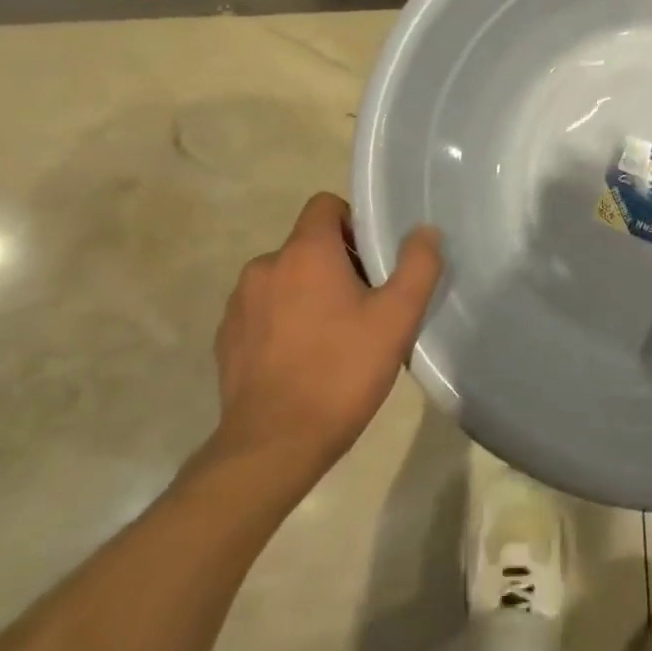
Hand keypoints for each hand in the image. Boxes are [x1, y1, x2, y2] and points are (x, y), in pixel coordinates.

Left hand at [207, 193, 442, 482]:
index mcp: (305, 252)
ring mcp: (239, 304)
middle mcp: (265, 266)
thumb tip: (425, 231)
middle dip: (338, 263)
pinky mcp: (226, 339)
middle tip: (367, 305)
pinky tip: (305, 359)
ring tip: (337, 335)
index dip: (353, 222)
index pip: (325, 204)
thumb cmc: (342, 371)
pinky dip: (285, 321)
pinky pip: (264, 311)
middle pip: (308, 244)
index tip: (374, 259)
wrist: (274, 445)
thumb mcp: (397, 317)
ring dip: (310, 293)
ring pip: (285, 279)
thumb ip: (418, 265)